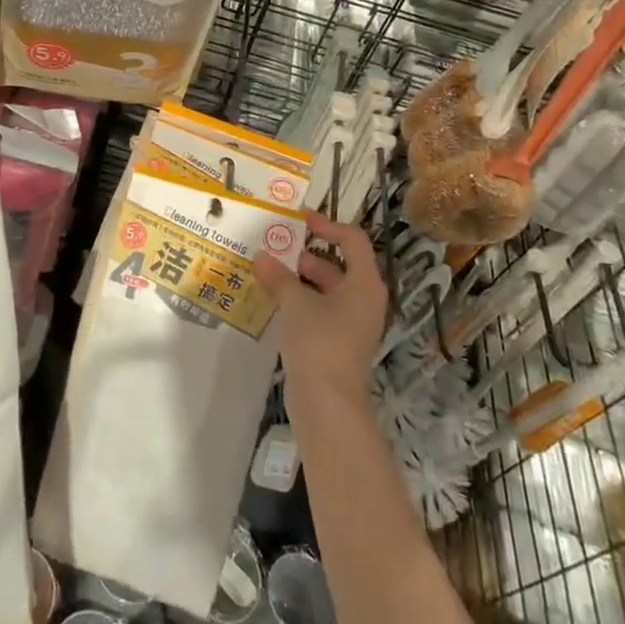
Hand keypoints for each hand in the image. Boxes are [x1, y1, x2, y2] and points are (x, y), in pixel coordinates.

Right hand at [253, 211, 387, 403]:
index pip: (352, 240)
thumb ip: (278, 276)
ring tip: (267, 271)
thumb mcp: (295, 303)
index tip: (299, 219)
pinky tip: (273, 300)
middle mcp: (364, 299)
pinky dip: (300, 300)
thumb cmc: (319, 343)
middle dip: (306, 254)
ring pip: (327, 289)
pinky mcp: (338, 342)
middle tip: (275, 247)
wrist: (328, 404)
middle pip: (338, 264)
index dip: (327, 225)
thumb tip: (260, 256)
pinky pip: (320, 309)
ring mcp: (352, 323)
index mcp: (364, 283)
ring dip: (299, 278)